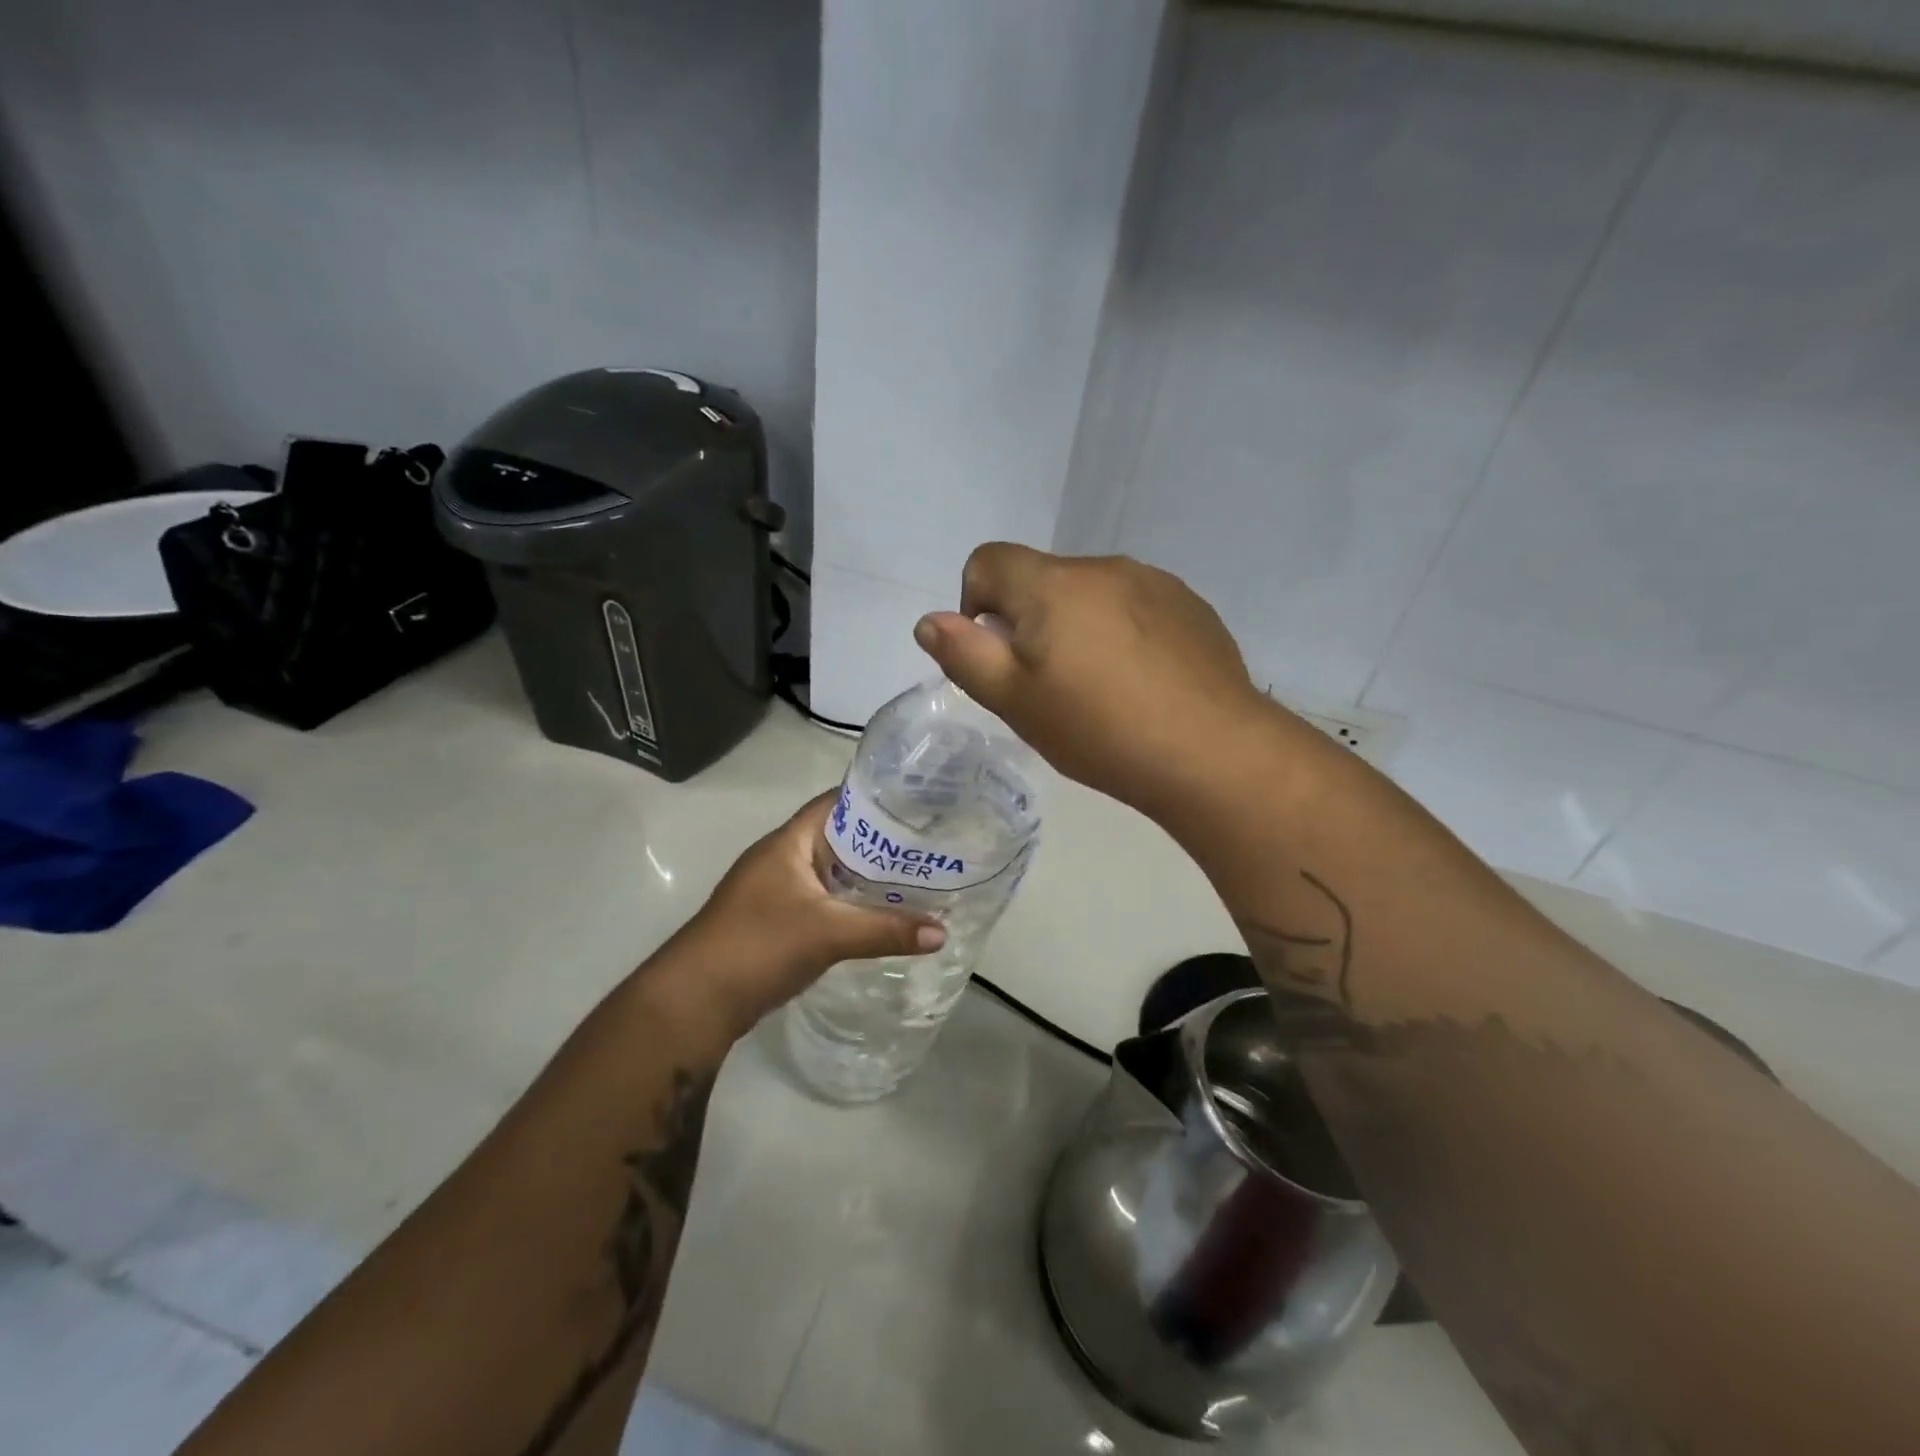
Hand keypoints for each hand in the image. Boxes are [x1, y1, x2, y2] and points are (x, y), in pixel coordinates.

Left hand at [663, 791, 944, 1032]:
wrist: (695, 1002)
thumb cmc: (759, 944)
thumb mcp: (829, 932)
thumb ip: (886, 930)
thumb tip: (943, 933)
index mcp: (788, 843)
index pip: (836, 803)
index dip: (874, 799)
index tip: (916, 804)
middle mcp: (781, 859)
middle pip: (838, 840)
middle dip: (879, 843)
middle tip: (927, 847)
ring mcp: (775, 892)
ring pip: (831, 874)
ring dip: (865, 878)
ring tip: (915, 879)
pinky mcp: (776, 923)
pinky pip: (823, 902)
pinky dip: (850, 905)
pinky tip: (879, 917)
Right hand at [912, 544, 1270, 813]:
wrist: (1212, 753)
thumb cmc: (1099, 730)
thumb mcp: (1015, 701)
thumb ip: (965, 655)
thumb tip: (930, 621)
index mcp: (1052, 584)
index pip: (988, 560)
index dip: (975, 603)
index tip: (999, 656)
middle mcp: (1102, 567)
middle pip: (1041, 579)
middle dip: (1030, 622)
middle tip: (1050, 686)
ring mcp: (1154, 583)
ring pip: (1090, 594)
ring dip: (1078, 626)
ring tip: (1102, 689)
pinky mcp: (1191, 606)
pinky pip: (1135, 607)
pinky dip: (1122, 633)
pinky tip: (1142, 683)